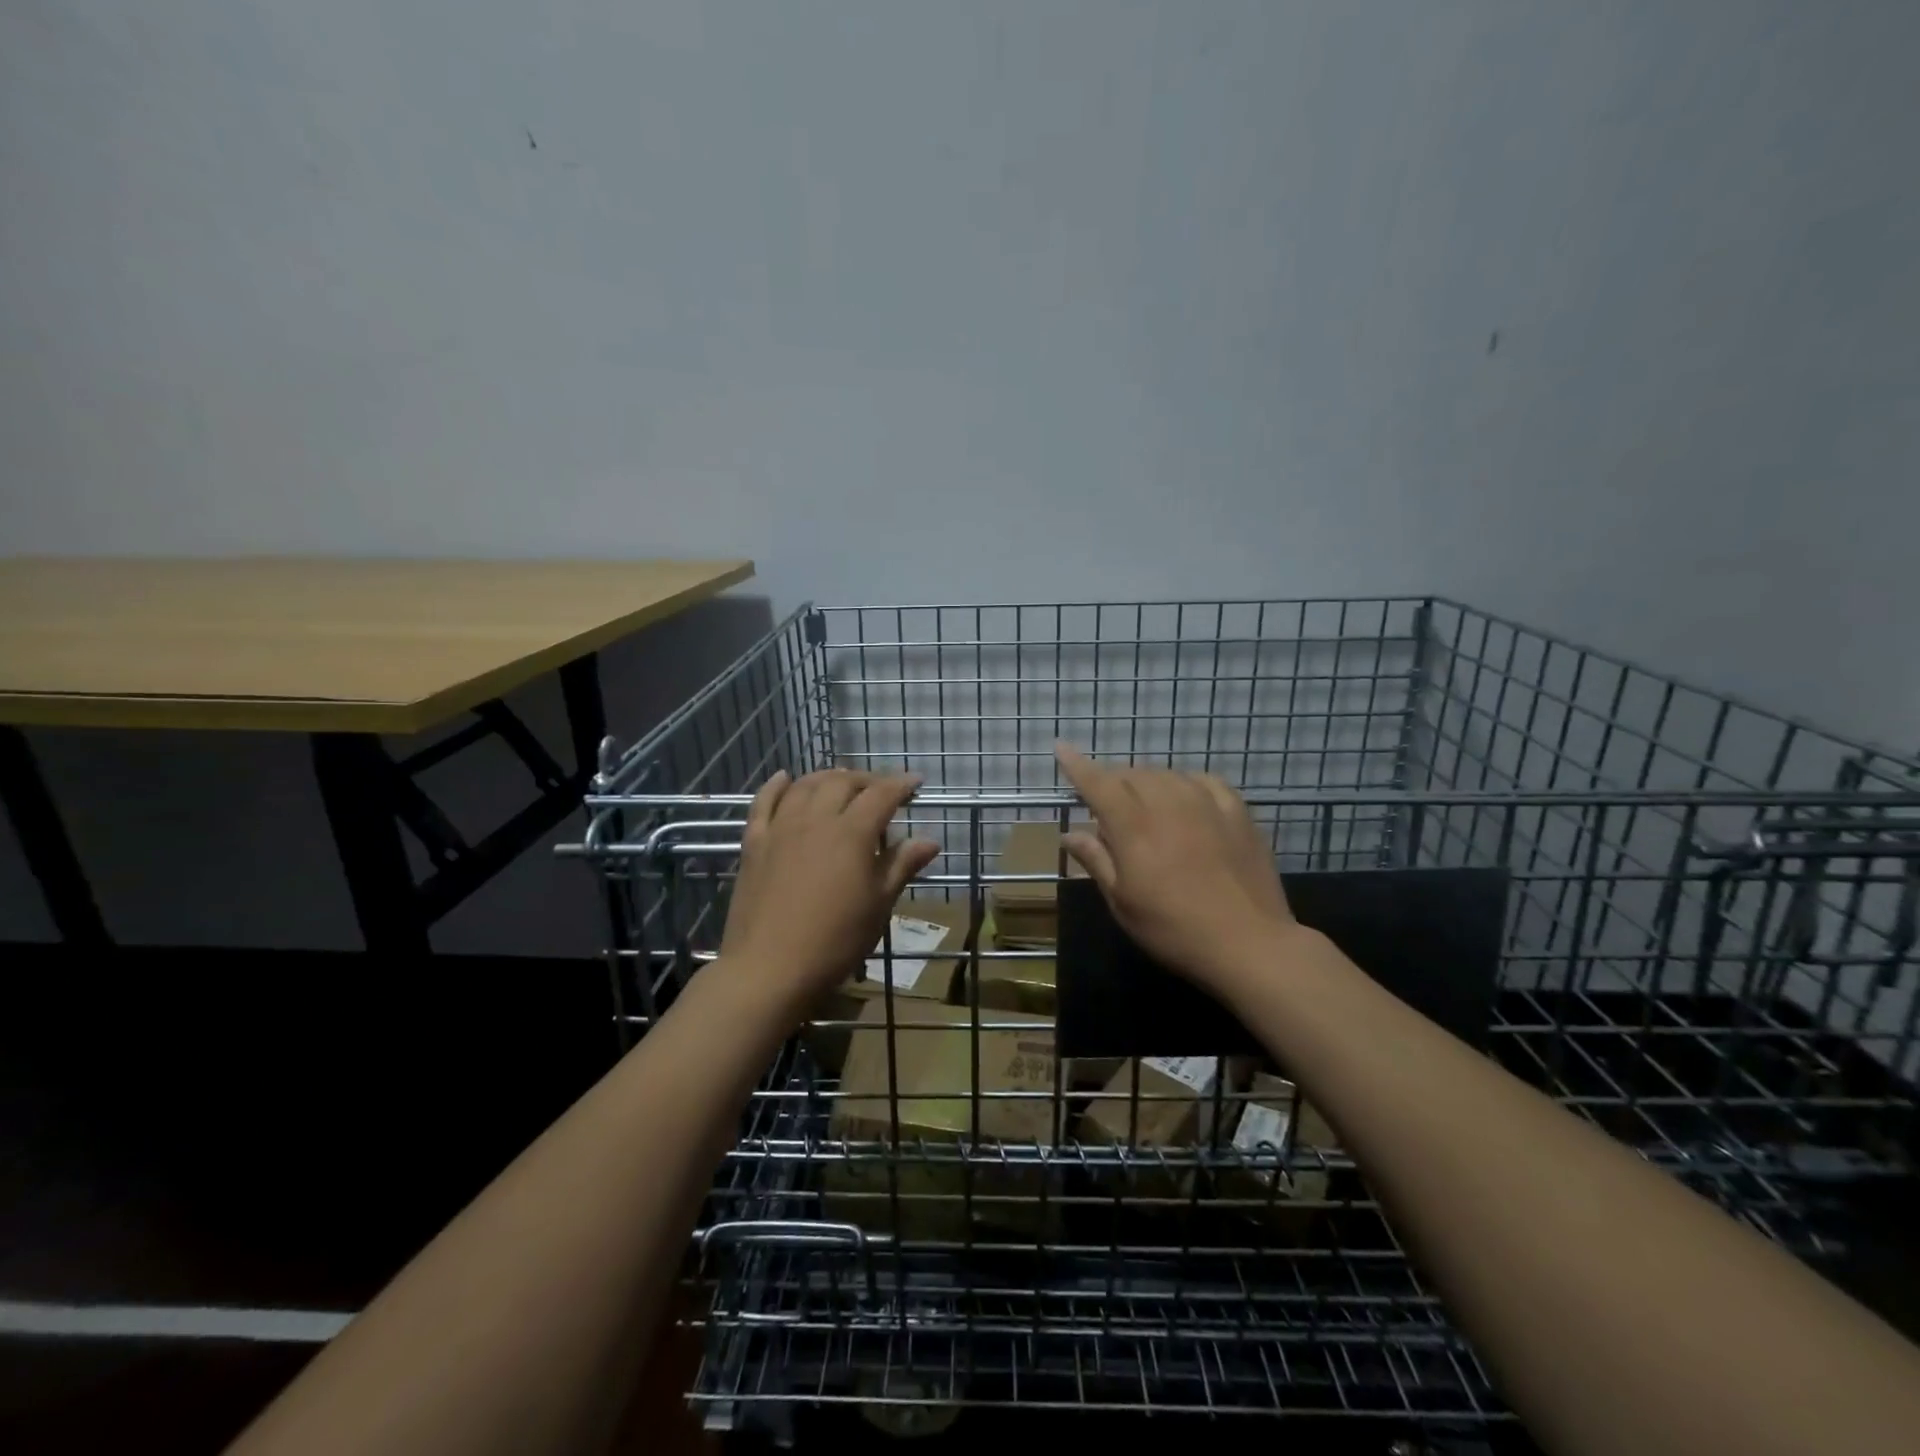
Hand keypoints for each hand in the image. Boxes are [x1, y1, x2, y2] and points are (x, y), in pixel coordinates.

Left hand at [720, 769, 939, 1013]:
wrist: (769, 968)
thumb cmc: (835, 940)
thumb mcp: (878, 905)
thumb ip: (901, 866)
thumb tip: (930, 840)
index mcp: (852, 833)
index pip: (882, 794)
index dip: (901, 784)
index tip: (915, 783)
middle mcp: (816, 819)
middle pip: (842, 782)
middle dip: (866, 779)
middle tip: (881, 789)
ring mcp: (781, 828)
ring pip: (805, 785)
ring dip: (827, 777)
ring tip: (841, 782)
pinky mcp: (754, 843)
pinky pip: (763, 803)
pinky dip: (775, 785)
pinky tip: (784, 778)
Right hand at [1055, 742, 1296, 995]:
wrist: (1249, 943)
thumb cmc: (1174, 929)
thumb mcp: (1123, 902)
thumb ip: (1096, 861)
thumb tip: (1069, 835)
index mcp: (1133, 827)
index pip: (1098, 783)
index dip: (1077, 765)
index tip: (1061, 747)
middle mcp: (1167, 803)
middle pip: (1131, 775)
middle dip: (1112, 781)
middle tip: (1105, 804)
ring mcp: (1206, 803)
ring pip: (1165, 774)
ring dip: (1146, 782)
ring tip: (1143, 804)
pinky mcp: (1237, 811)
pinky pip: (1202, 781)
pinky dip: (1184, 783)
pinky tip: (1184, 797)